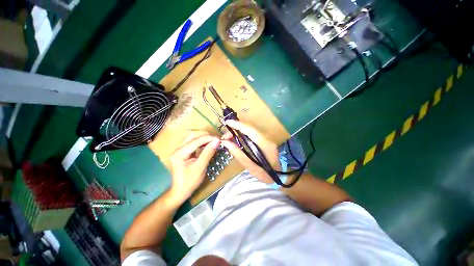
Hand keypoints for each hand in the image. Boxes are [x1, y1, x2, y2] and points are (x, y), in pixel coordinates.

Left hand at [169, 131, 219, 203]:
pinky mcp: (183, 151)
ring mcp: (180, 149)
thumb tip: (217, 142)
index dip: (208, 138)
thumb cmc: (189, 182)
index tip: (219, 139)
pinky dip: (201, 140)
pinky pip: (192, 141)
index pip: (196, 140)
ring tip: (212, 140)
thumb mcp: (200, 168)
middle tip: (216, 139)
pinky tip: (207, 143)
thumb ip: (208, 153)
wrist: (180, 191)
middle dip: (205, 135)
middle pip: (192, 134)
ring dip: (203, 136)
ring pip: (192, 136)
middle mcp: (178, 148)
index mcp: (180, 153)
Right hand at [220, 120, 279, 183]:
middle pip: (249, 128)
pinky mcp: (264, 139)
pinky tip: (236, 138)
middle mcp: (267, 138)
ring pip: (250, 130)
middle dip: (236, 129)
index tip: (227, 122)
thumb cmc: (264, 174)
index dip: (238, 125)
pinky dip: (242, 134)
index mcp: (265, 144)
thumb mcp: (249, 166)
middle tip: (225, 136)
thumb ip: (237, 153)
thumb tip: (225, 143)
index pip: (250, 130)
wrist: (278, 176)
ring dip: (238, 131)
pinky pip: (251, 133)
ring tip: (228, 137)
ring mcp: (267, 138)